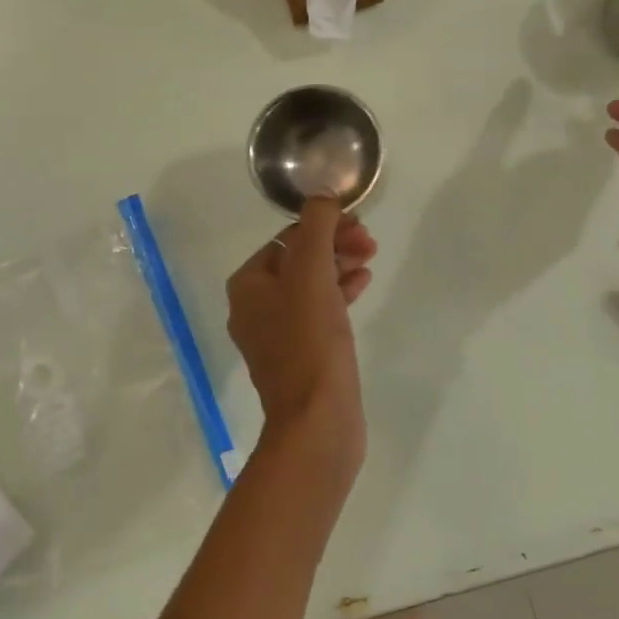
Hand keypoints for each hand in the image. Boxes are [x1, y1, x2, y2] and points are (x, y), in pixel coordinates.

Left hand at [225, 197, 376, 468]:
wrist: (317, 421)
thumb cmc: (309, 340)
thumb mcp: (312, 273)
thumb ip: (317, 228)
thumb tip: (321, 196)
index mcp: (247, 284)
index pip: (287, 239)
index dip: (323, 226)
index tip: (359, 226)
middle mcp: (254, 307)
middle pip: (298, 260)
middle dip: (333, 246)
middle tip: (369, 243)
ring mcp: (276, 335)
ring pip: (309, 286)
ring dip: (339, 267)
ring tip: (370, 260)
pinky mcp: (299, 356)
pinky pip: (318, 312)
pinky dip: (339, 294)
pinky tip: (363, 286)